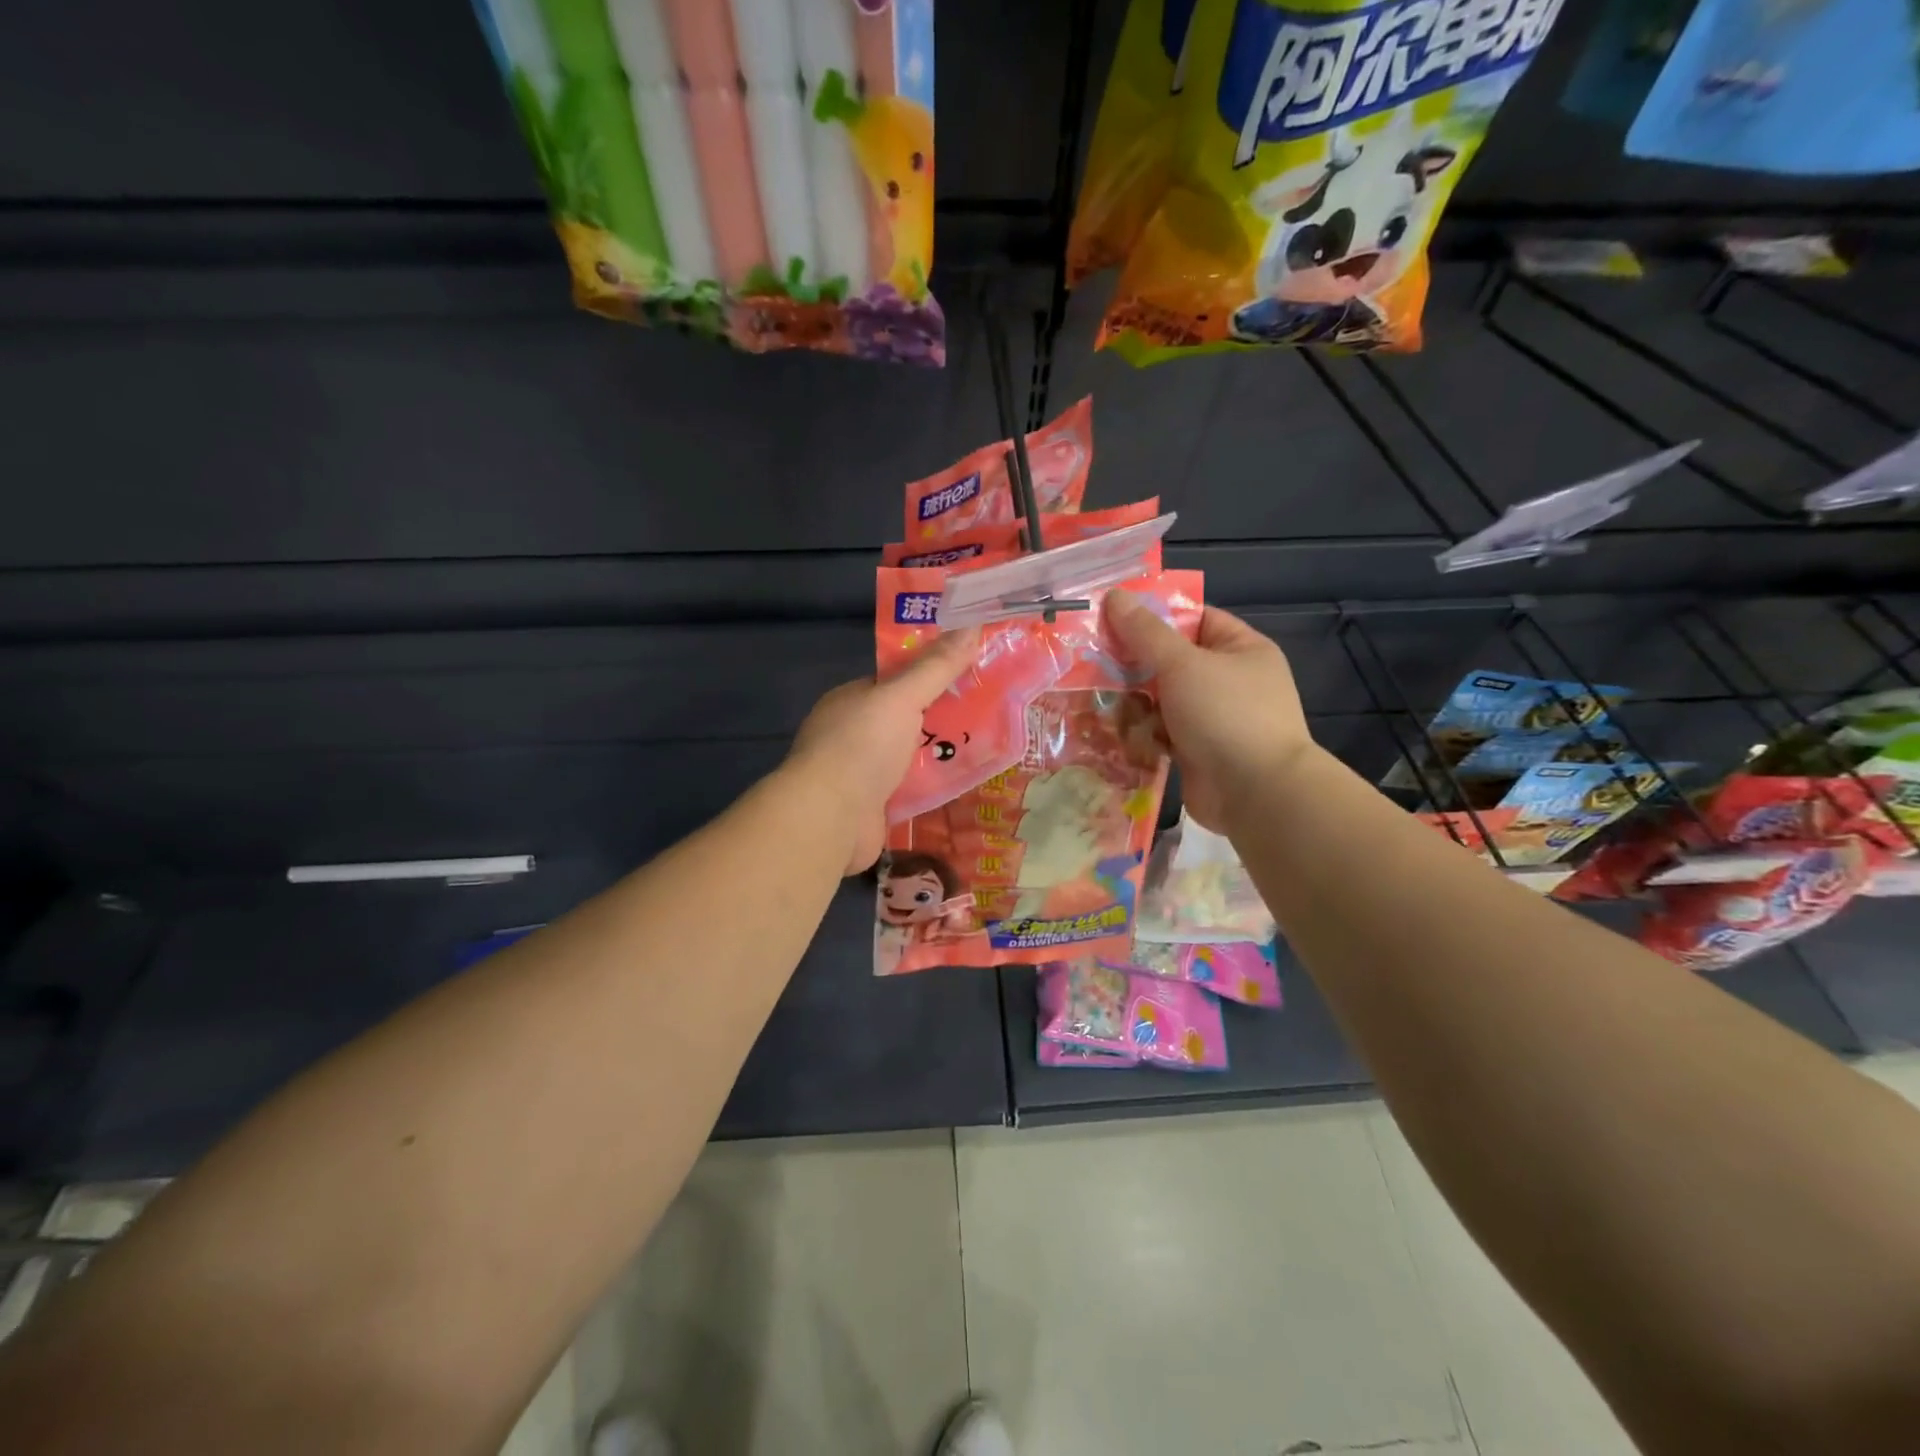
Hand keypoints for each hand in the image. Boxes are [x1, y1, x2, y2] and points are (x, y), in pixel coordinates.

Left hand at [784, 629, 979, 873]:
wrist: (830, 818)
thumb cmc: (861, 746)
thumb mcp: (902, 697)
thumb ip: (936, 667)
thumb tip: (972, 625)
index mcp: (851, 700)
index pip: (894, 681)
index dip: (930, 675)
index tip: (969, 671)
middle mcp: (852, 733)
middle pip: (904, 719)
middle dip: (941, 717)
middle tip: (988, 710)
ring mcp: (860, 773)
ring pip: (909, 757)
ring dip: (940, 754)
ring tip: (988, 745)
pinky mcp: (873, 807)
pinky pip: (909, 790)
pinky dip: (932, 787)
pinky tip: (965, 783)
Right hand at [1104, 592, 1312, 832]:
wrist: (1256, 793)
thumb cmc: (1225, 714)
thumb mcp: (1182, 664)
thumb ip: (1145, 632)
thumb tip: (1115, 595)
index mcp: (1240, 649)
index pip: (1193, 619)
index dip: (1154, 616)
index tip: (1110, 618)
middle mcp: (1229, 681)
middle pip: (1170, 661)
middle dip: (1133, 665)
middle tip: (1091, 662)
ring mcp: (1213, 718)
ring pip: (1160, 700)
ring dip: (1133, 704)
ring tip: (1099, 703)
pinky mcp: (1196, 752)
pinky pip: (1160, 733)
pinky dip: (1141, 734)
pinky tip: (1115, 734)